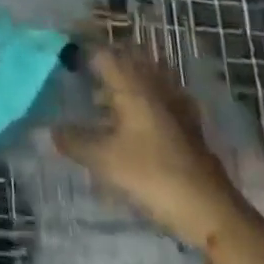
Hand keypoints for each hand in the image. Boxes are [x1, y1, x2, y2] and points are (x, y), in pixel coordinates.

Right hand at [52, 49, 253, 247]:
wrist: (211, 210)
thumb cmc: (153, 176)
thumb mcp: (106, 161)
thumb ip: (76, 142)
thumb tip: (52, 130)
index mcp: (131, 84)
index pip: (101, 53)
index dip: (80, 53)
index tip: (62, 61)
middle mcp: (153, 84)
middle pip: (126, 59)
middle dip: (104, 62)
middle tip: (81, 75)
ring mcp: (174, 102)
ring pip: (145, 76)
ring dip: (125, 79)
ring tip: (103, 97)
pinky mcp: (188, 123)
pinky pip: (160, 97)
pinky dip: (145, 99)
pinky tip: (136, 119)